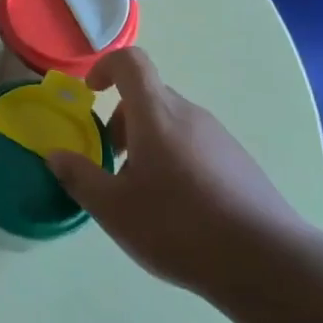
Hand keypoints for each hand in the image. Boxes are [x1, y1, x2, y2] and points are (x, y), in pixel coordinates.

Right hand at [45, 47, 306, 293]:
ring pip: (172, 123)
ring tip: (144, 193)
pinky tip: (179, 209)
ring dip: (148, 143)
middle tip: (112, 161)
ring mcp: (219, 137)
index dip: (105, 67)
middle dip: (122, 120)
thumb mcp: (115, 209)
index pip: (130, 62)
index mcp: (156, 114)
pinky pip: (195, 144)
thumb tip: (55, 156)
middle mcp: (189, 114)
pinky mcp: (239, 162)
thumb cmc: (179, 227)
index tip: (90, 93)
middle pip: (149, 96)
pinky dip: (175, 159)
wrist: (266, 261)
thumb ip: (80, 177)